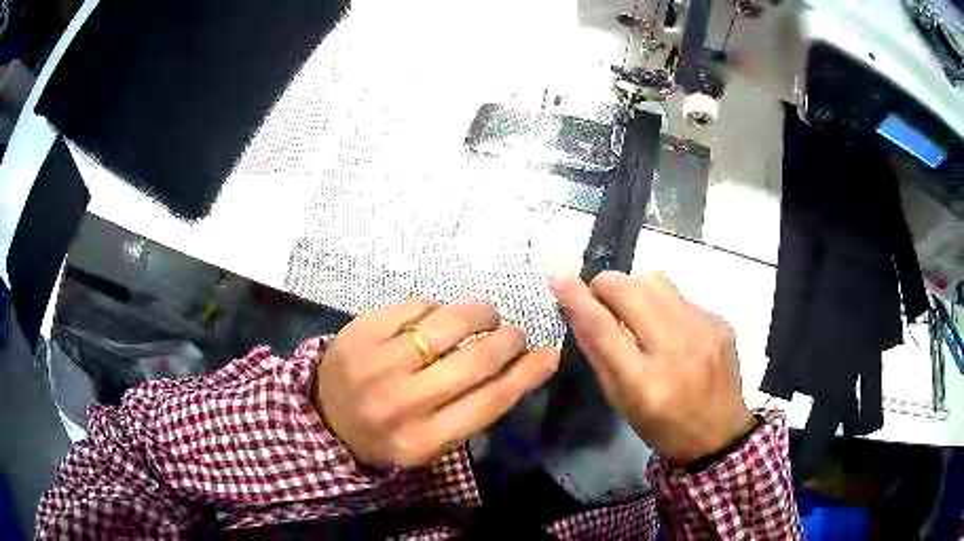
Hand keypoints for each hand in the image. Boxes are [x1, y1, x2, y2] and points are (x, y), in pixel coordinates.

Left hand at [313, 299, 559, 468]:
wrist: (324, 417)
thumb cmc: (387, 434)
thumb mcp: (432, 443)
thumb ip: (473, 411)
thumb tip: (522, 366)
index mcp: (424, 439)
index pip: (490, 402)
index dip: (527, 374)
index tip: (549, 353)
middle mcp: (402, 401)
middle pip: (475, 360)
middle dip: (507, 339)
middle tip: (513, 333)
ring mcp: (377, 363)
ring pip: (447, 324)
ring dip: (478, 313)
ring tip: (485, 315)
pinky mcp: (360, 331)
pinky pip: (415, 306)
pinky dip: (437, 307)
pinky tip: (439, 316)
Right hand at [549, 269, 755, 464]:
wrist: (720, 433)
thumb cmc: (663, 426)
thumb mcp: (622, 402)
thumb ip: (599, 356)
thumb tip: (578, 312)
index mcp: (644, 382)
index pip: (603, 328)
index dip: (577, 297)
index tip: (557, 273)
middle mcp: (676, 350)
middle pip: (632, 290)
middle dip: (607, 285)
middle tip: (601, 297)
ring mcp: (703, 330)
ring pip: (657, 281)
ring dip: (636, 289)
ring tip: (637, 311)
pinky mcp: (720, 321)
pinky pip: (680, 296)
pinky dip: (664, 304)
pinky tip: (671, 328)